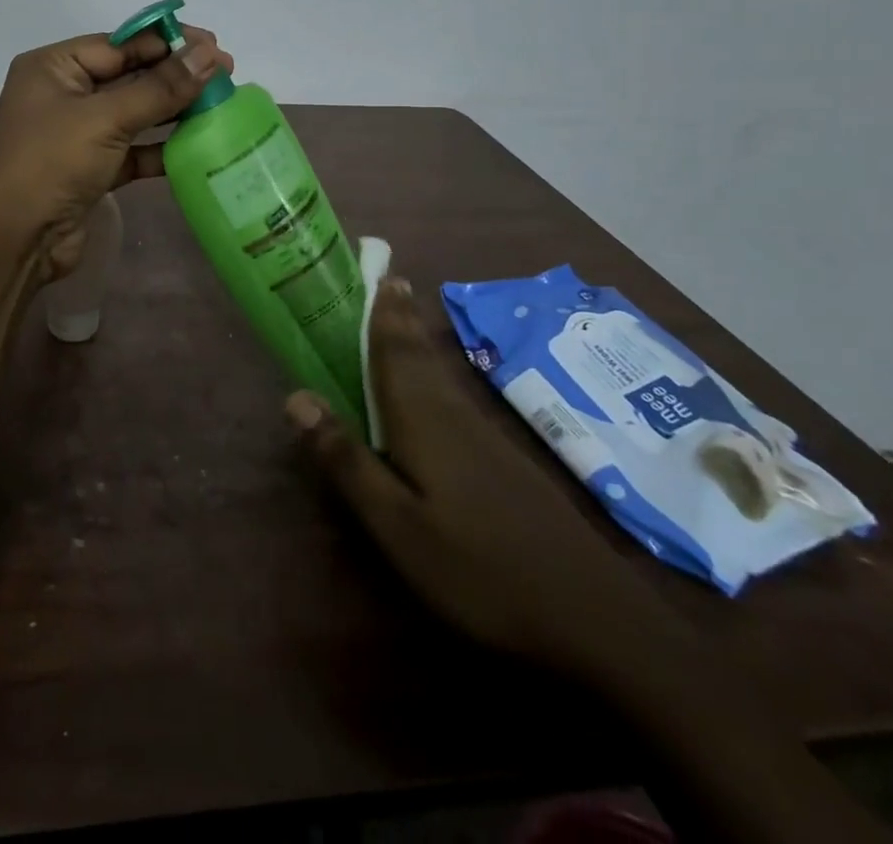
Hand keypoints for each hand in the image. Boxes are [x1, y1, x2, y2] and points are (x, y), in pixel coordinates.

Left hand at [0, 26, 231, 282]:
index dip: (167, 42)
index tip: (214, 46)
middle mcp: (64, 94)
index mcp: (54, 67)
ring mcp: (77, 135)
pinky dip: (161, 148)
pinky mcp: (91, 170)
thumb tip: (210, 54)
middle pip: (129, 76)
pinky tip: (197, 146)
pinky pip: (133, 150)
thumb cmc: (51, 162)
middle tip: (226, 77)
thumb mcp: (106, 118)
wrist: (13, 240)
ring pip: (134, 114)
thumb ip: (161, 87)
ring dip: (173, 111)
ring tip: (220, 106)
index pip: (119, 43)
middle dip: (175, 76)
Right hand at [287, 278, 675, 676]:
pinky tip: (437, 391)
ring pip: (442, 376)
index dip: (383, 314)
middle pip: (421, 356)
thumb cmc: (480, 571)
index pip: (395, 353)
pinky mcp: (506, 463)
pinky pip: (456, 399)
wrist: (596, 620)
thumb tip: (296, 396)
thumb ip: (347, 460)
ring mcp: (486, 439)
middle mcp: (454, 416)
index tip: (377, 273)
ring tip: (405, 319)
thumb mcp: (398, 527)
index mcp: (423, 422)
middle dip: (402, 319)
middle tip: (390, 281)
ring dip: (418, 343)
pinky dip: (438, 376)